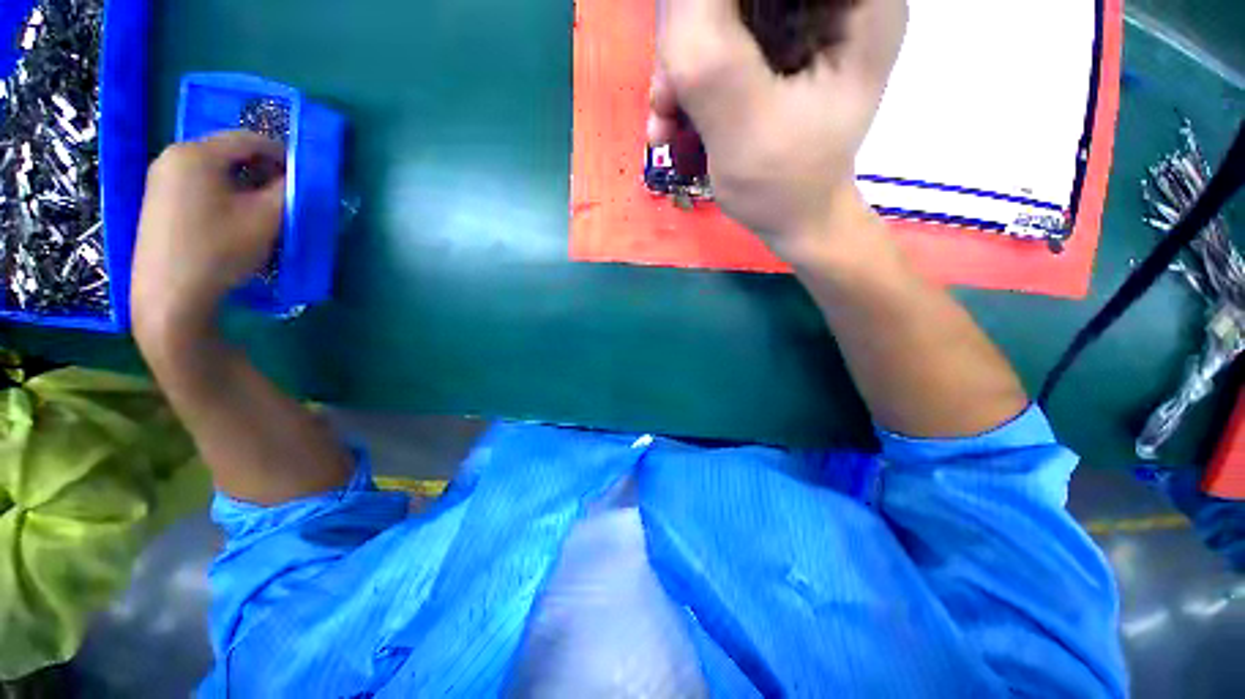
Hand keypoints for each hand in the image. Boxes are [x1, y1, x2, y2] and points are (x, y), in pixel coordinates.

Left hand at [131, 131, 285, 343]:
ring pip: (215, 170)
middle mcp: (173, 156)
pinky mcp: (157, 200)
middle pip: (229, 153)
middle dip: (262, 171)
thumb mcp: (266, 218)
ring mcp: (160, 179)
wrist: (170, 295)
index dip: (282, 155)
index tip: (302, 178)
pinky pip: (199, 185)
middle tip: (284, 197)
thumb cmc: (219, 249)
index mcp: (197, 153)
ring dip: (244, 185)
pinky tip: (233, 220)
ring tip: (261, 212)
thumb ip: (289, 191)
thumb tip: (299, 179)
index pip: (249, 139)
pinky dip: (223, 194)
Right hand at [649, 0, 905, 251]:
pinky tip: (671, 121)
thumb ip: (709, 57)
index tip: (685, 54)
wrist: (793, 220)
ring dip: (680, 68)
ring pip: (722, 15)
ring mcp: (802, 24)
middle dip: (691, 40)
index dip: (713, 9)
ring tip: (665, 123)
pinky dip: (687, 82)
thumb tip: (675, 1)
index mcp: (856, 3)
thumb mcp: (744, 126)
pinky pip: (717, 43)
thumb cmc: (783, 187)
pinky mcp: (774, 50)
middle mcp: (834, 1)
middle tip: (667, 99)